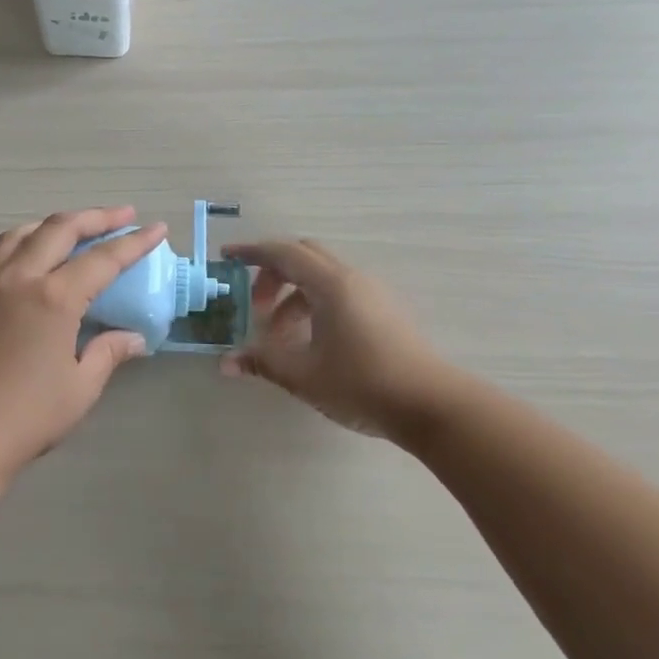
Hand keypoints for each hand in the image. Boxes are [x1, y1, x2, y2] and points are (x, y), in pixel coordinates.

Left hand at [0, 208, 168, 475]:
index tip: (157, 228)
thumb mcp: (80, 387)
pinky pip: (2, 252)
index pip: (102, 259)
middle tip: (124, 216)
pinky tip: (36, 256)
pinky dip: (27, 240)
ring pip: (24, 233)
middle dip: (95, 217)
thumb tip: (133, 339)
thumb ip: (107, 353)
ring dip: (55, 224)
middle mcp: (20, 278)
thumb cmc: (27, 415)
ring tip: (77, 229)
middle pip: (60, 229)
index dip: (133, 243)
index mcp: (53, 298)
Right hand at [220, 238, 455, 443]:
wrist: (432, 406)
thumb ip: (262, 362)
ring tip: (280, 337)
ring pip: (322, 278)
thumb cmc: (362, 384)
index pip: (283, 253)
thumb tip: (226, 363)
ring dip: (293, 296)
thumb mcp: (303, 375)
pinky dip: (315, 305)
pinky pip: (340, 293)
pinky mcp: (385, 312)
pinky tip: (310, 342)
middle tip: (255, 306)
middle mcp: (353, 279)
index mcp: (331, 285)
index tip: (227, 257)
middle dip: (272, 274)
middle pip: (304, 257)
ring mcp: (373, 294)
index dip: (252, 252)